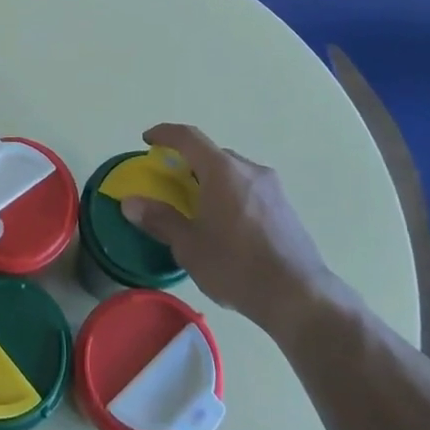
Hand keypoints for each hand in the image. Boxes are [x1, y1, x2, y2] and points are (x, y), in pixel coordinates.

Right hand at [120, 123, 343, 328]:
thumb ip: (160, 219)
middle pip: (212, 154)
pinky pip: (249, 188)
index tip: (148, 140)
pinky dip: (230, 194)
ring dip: (211, 180)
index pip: (188, 137)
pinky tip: (227, 226)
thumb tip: (129, 203)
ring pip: (233, 172)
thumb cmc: (237, 266)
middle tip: (171, 183)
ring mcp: (272, 188)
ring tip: (198, 207)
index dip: (165, 133)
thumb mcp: (190, 246)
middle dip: (189, 162)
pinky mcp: (285, 207)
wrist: (299, 296)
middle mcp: (249, 170)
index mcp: (223, 170)